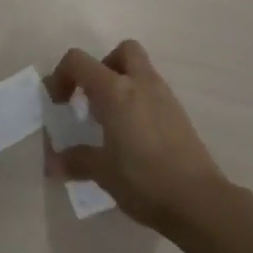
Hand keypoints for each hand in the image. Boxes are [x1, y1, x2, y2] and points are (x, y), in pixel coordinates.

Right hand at [48, 40, 226, 230]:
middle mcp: (140, 83)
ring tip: (112, 122)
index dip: (61, 75)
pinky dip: (140, 102)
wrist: (200, 201)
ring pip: (141, 71)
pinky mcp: (180, 115)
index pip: (78, 61)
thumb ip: (76, 161)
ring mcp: (164, 97)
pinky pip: (154, 93)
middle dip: (103, 67)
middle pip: (121, 51)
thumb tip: (52, 163)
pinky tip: (134, 136)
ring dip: (123, 84)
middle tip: (93, 98)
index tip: (58, 103)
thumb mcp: (103, 172)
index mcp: (114, 90)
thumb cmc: (144, 180)